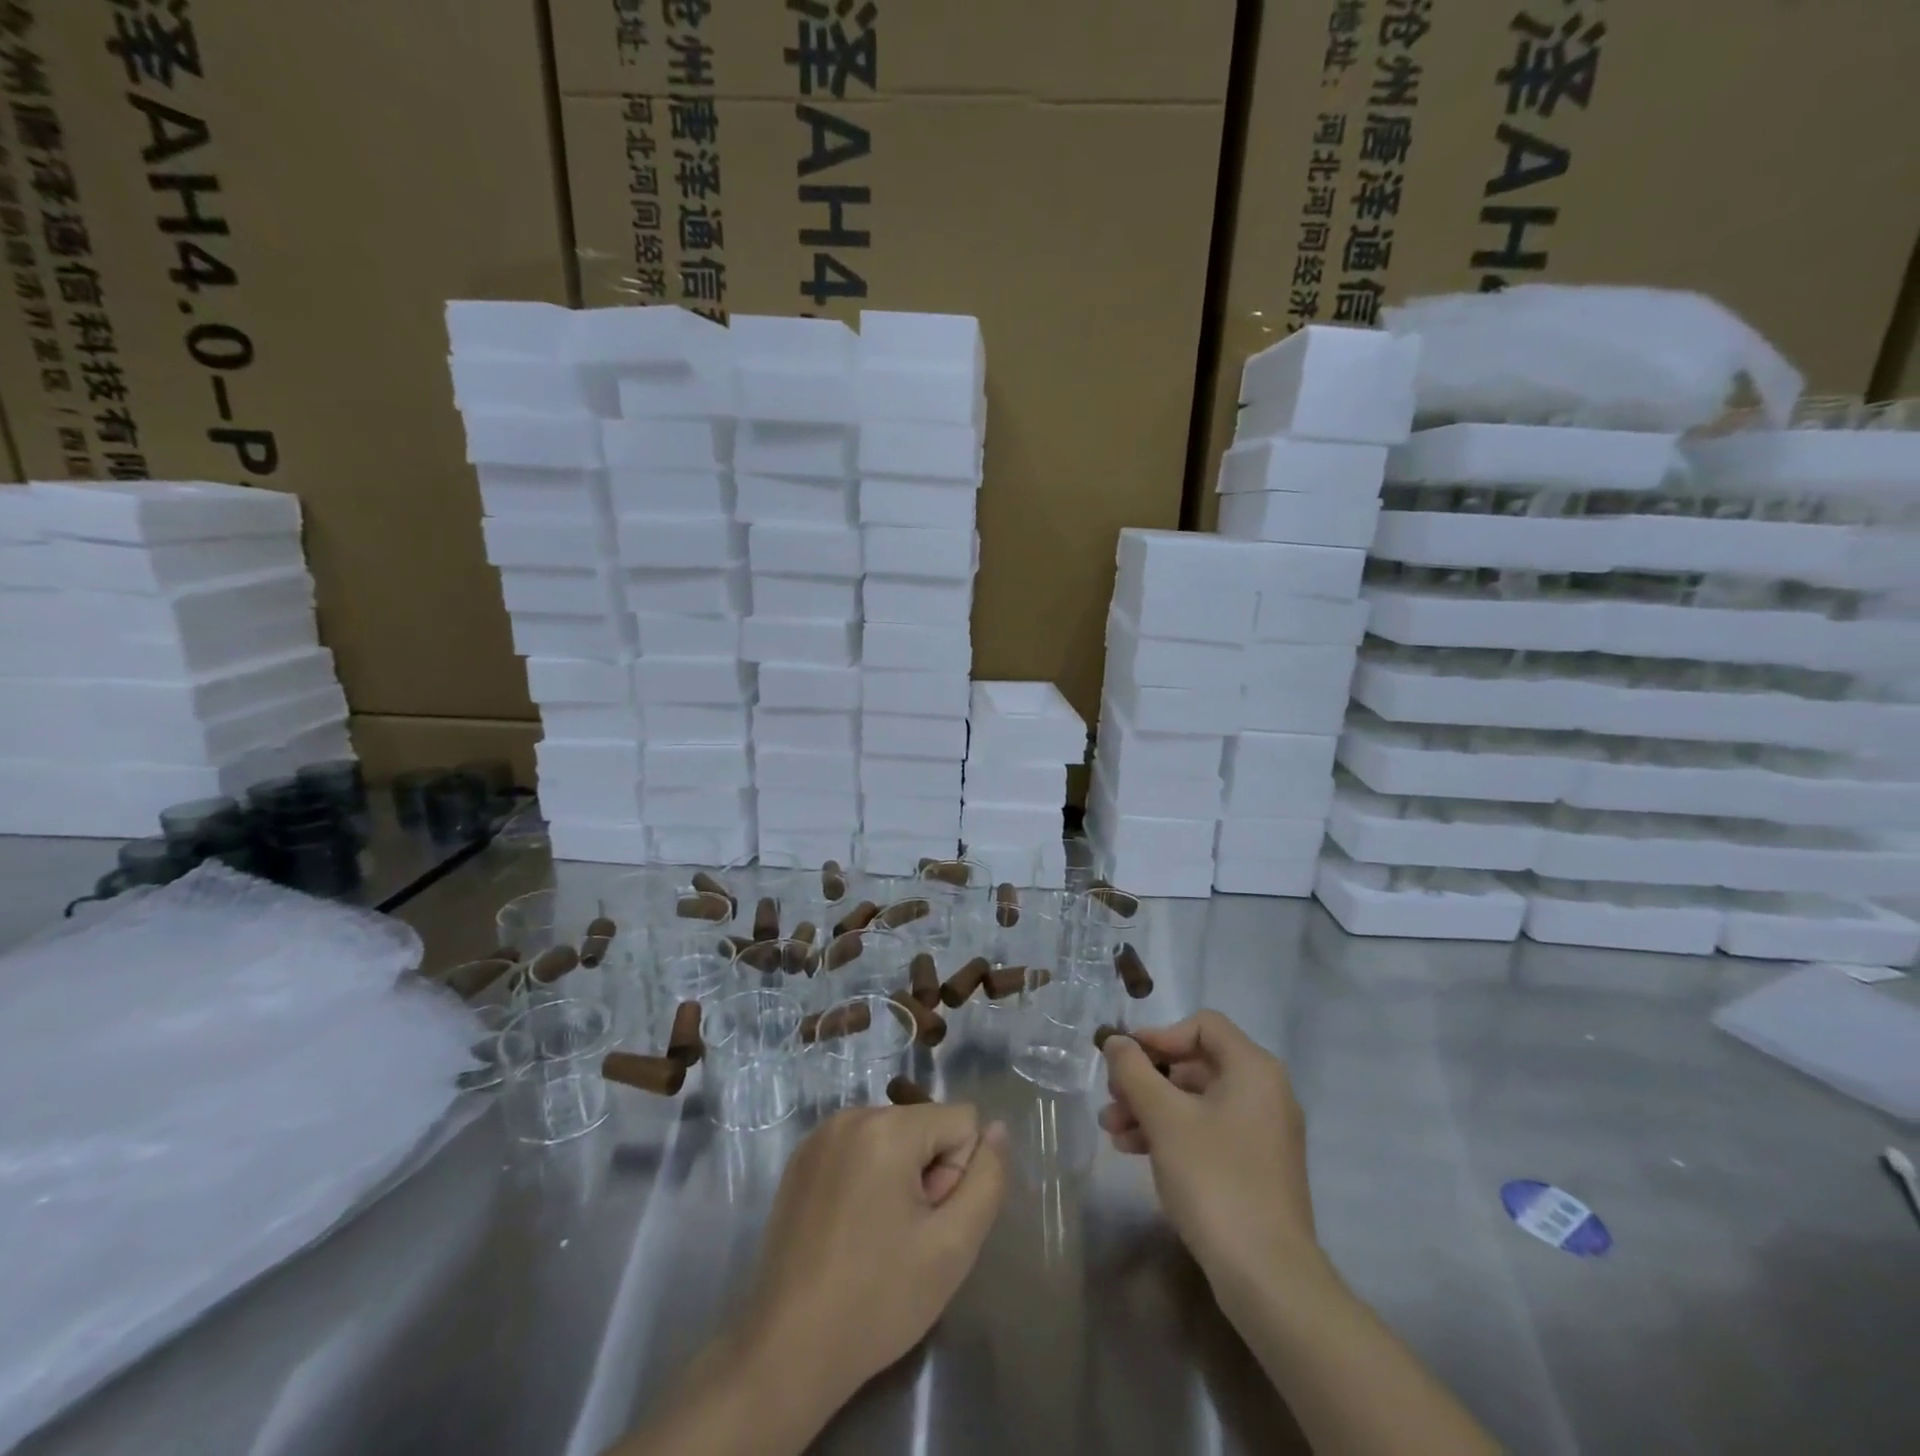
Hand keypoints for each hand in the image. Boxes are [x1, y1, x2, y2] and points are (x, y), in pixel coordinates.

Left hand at [743, 1104, 1007, 1416]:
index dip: (958, 1174)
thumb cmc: (878, 1298)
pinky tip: (851, 1230)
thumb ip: (988, 1179)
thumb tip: (997, 1129)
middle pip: (924, 1126)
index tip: (930, 1222)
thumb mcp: (953, 1245)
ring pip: (893, 1138)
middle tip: (905, 1236)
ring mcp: (820, 1135)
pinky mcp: (801, 1159)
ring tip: (877, 1236)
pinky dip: (867, 1179)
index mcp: (888, 1127)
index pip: (961, 1121)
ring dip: (899, 1177)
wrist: (787, 1350)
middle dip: (928, 1173)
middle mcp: (852, 1114)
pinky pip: (859, 1149)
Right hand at [1099, 1012, 1319, 1290]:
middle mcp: (1265, 1091)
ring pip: (1196, 1100)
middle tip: (1112, 1098)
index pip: (1203, 1026)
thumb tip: (1116, 1041)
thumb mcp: (1164, 1117)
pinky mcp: (1255, 1166)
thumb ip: (1134, 1070)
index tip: (1125, 1059)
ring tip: (1112, 1130)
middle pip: (1196, 1064)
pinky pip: (1208, 1130)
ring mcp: (1262, 1132)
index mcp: (1253, 1068)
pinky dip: (1172, 1133)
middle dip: (1147, 1078)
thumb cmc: (1214, 1179)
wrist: (1267, 1277)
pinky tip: (1133, 1150)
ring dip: (1151, 1108)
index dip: (1160, 1035)